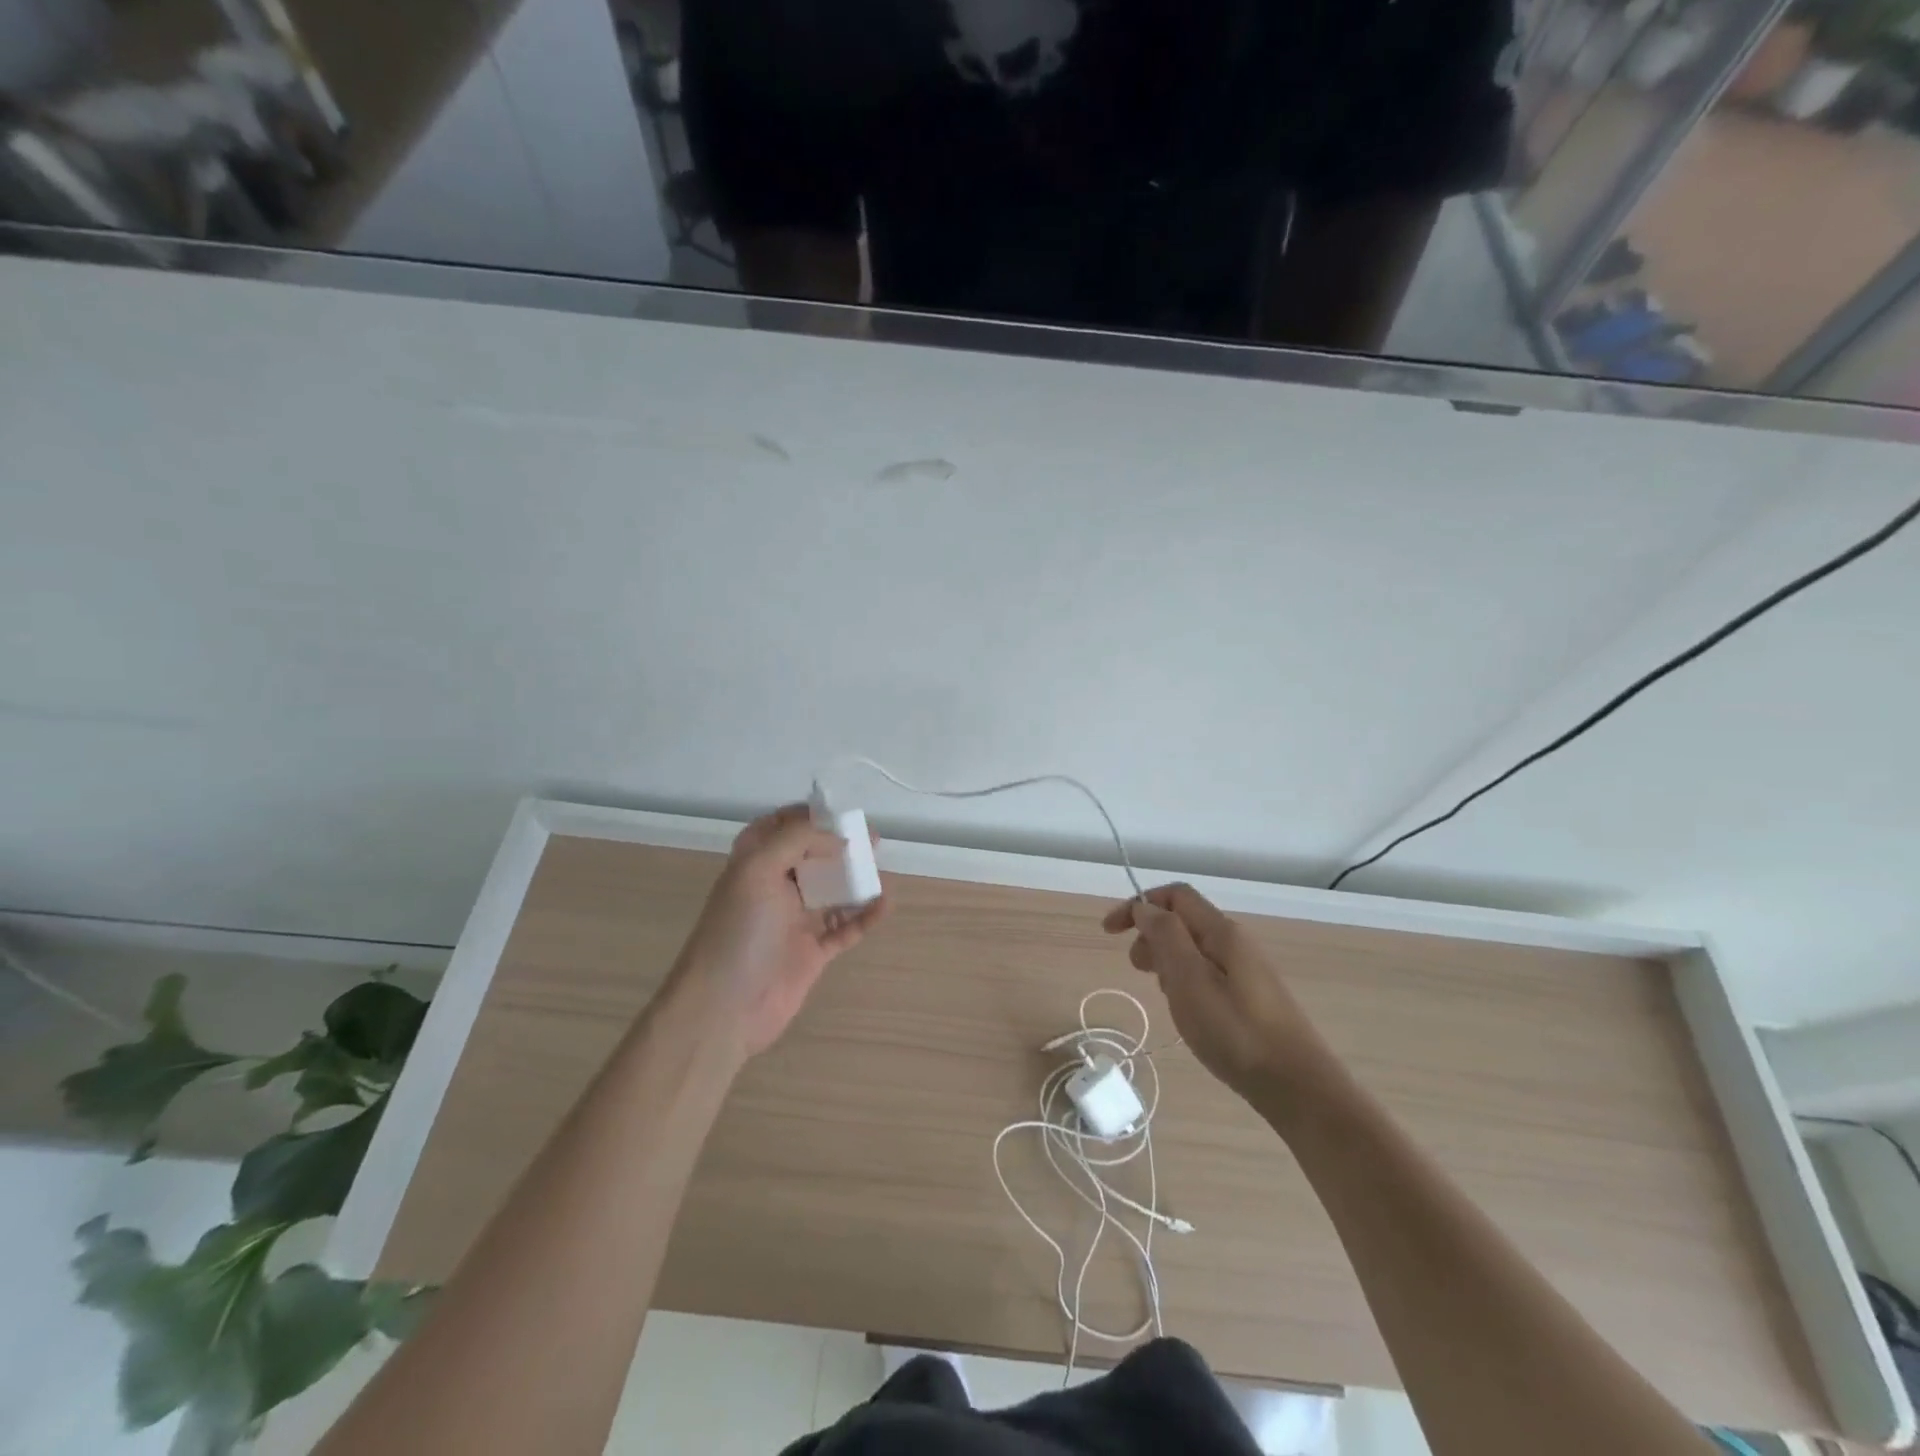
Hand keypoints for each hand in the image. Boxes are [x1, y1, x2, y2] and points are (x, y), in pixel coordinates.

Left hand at [670, 804, 886, 1057]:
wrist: (725, 1008)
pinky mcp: (813, 953)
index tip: (837, 812)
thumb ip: (797, 840)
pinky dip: (866, 916)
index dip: (804, 816)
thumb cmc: (738, 931)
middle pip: (811, 858)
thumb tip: (838, 839)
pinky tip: (884, 904)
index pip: (777, 828)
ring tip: (883, 870)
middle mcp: (774, 889)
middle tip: (872, 840)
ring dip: (857, 880)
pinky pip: (846, 928)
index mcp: (753, 865)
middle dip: (840, 845)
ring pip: (832, 892)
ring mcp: (795, 922)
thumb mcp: (758, 869)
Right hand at [1102, 884, 1329, 1105]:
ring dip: (1166, 960)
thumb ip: (1165, 936)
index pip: (1175, 896)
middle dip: (1151, 935)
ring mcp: (1246, 970)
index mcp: (1221, 931)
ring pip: (1193, 948)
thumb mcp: (1189, 980)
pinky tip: (1185, 1009)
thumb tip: (1145, 908)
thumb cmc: (1235, 1031)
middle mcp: (1235, 942)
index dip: (1138, 905)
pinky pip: (1206, 972)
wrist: (1297, 1086)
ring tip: (1161, 994)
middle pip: (1183, 920)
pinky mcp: (1250, 996)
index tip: (1110, 932)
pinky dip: (1184, 980)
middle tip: (1138, 970)